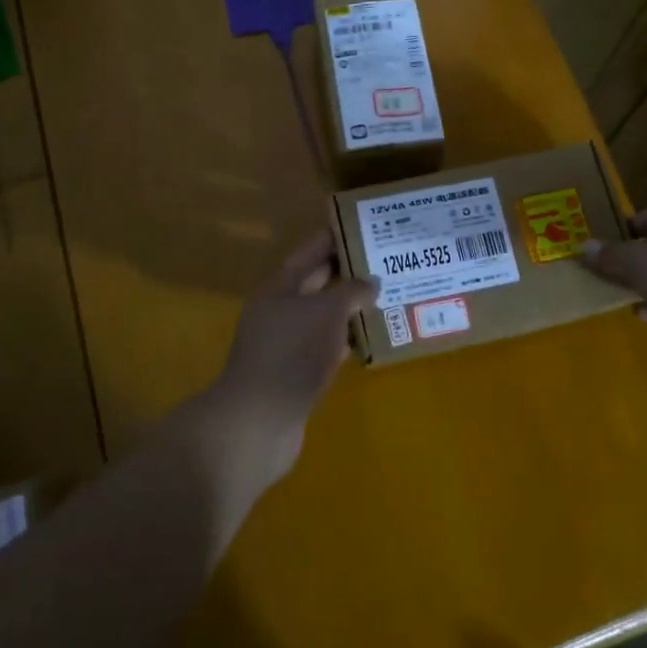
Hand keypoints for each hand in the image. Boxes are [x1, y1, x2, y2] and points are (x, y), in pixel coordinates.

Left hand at [201, 231, 378, 487]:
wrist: (259, 422)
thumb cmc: (291, 354)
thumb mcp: (326, 312)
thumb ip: (351, 291)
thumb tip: (372, 281)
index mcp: (279, 287)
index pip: (309, 252)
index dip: (333, 237)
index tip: (363, 225)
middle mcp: (280, 310)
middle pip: (317, 283)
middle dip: (348, 272)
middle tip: (385, 260)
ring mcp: (287, 343)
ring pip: (323, 316)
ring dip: (350, 308)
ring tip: (387, 295)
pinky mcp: (297, 373)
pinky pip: (326, 346)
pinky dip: (346, 340)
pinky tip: (371, 338)